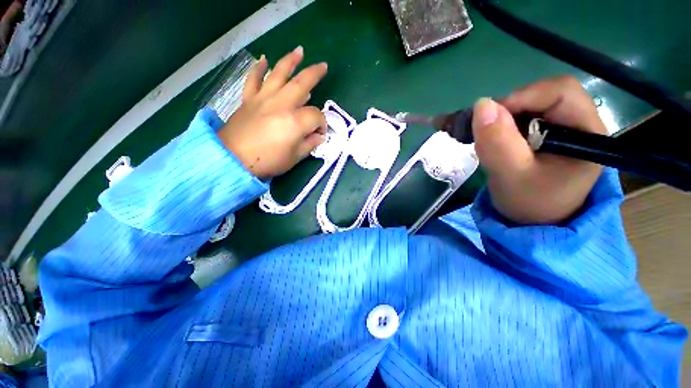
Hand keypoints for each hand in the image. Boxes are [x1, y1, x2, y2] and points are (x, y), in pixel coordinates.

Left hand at [218, 46, 327, 179]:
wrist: (233, 159)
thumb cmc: (268, 161)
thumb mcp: (295, 158)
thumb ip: (309, 144)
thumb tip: (319, 136)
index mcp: (295, 122)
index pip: (316, 116)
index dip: (322, 124)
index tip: (320, 134)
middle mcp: (281, 104)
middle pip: (301, 83)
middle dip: (315, 74)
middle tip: (323, 66)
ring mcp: (263, 99)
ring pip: (279, 74)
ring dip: (290, 61)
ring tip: (299, 51)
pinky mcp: (249, 99)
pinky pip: (254, 79)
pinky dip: (258, 68)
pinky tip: (263, 59)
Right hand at [472, 75, 607, 224]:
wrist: (532, 222)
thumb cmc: (529, 204)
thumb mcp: (511, 177)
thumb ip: (498, 143)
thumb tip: (481, 105)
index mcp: (587, 133)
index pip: (561, 92)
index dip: (523, 97)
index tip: (490, 119)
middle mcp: (579, 123)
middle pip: (543, 95)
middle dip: (508, 109)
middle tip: (483, 130)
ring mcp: (562, 128)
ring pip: (529, 105)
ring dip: (500, 117)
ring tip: (482, 136)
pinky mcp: (546, 134)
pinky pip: (522, 116)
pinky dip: (500, 123)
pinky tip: (489, 137)